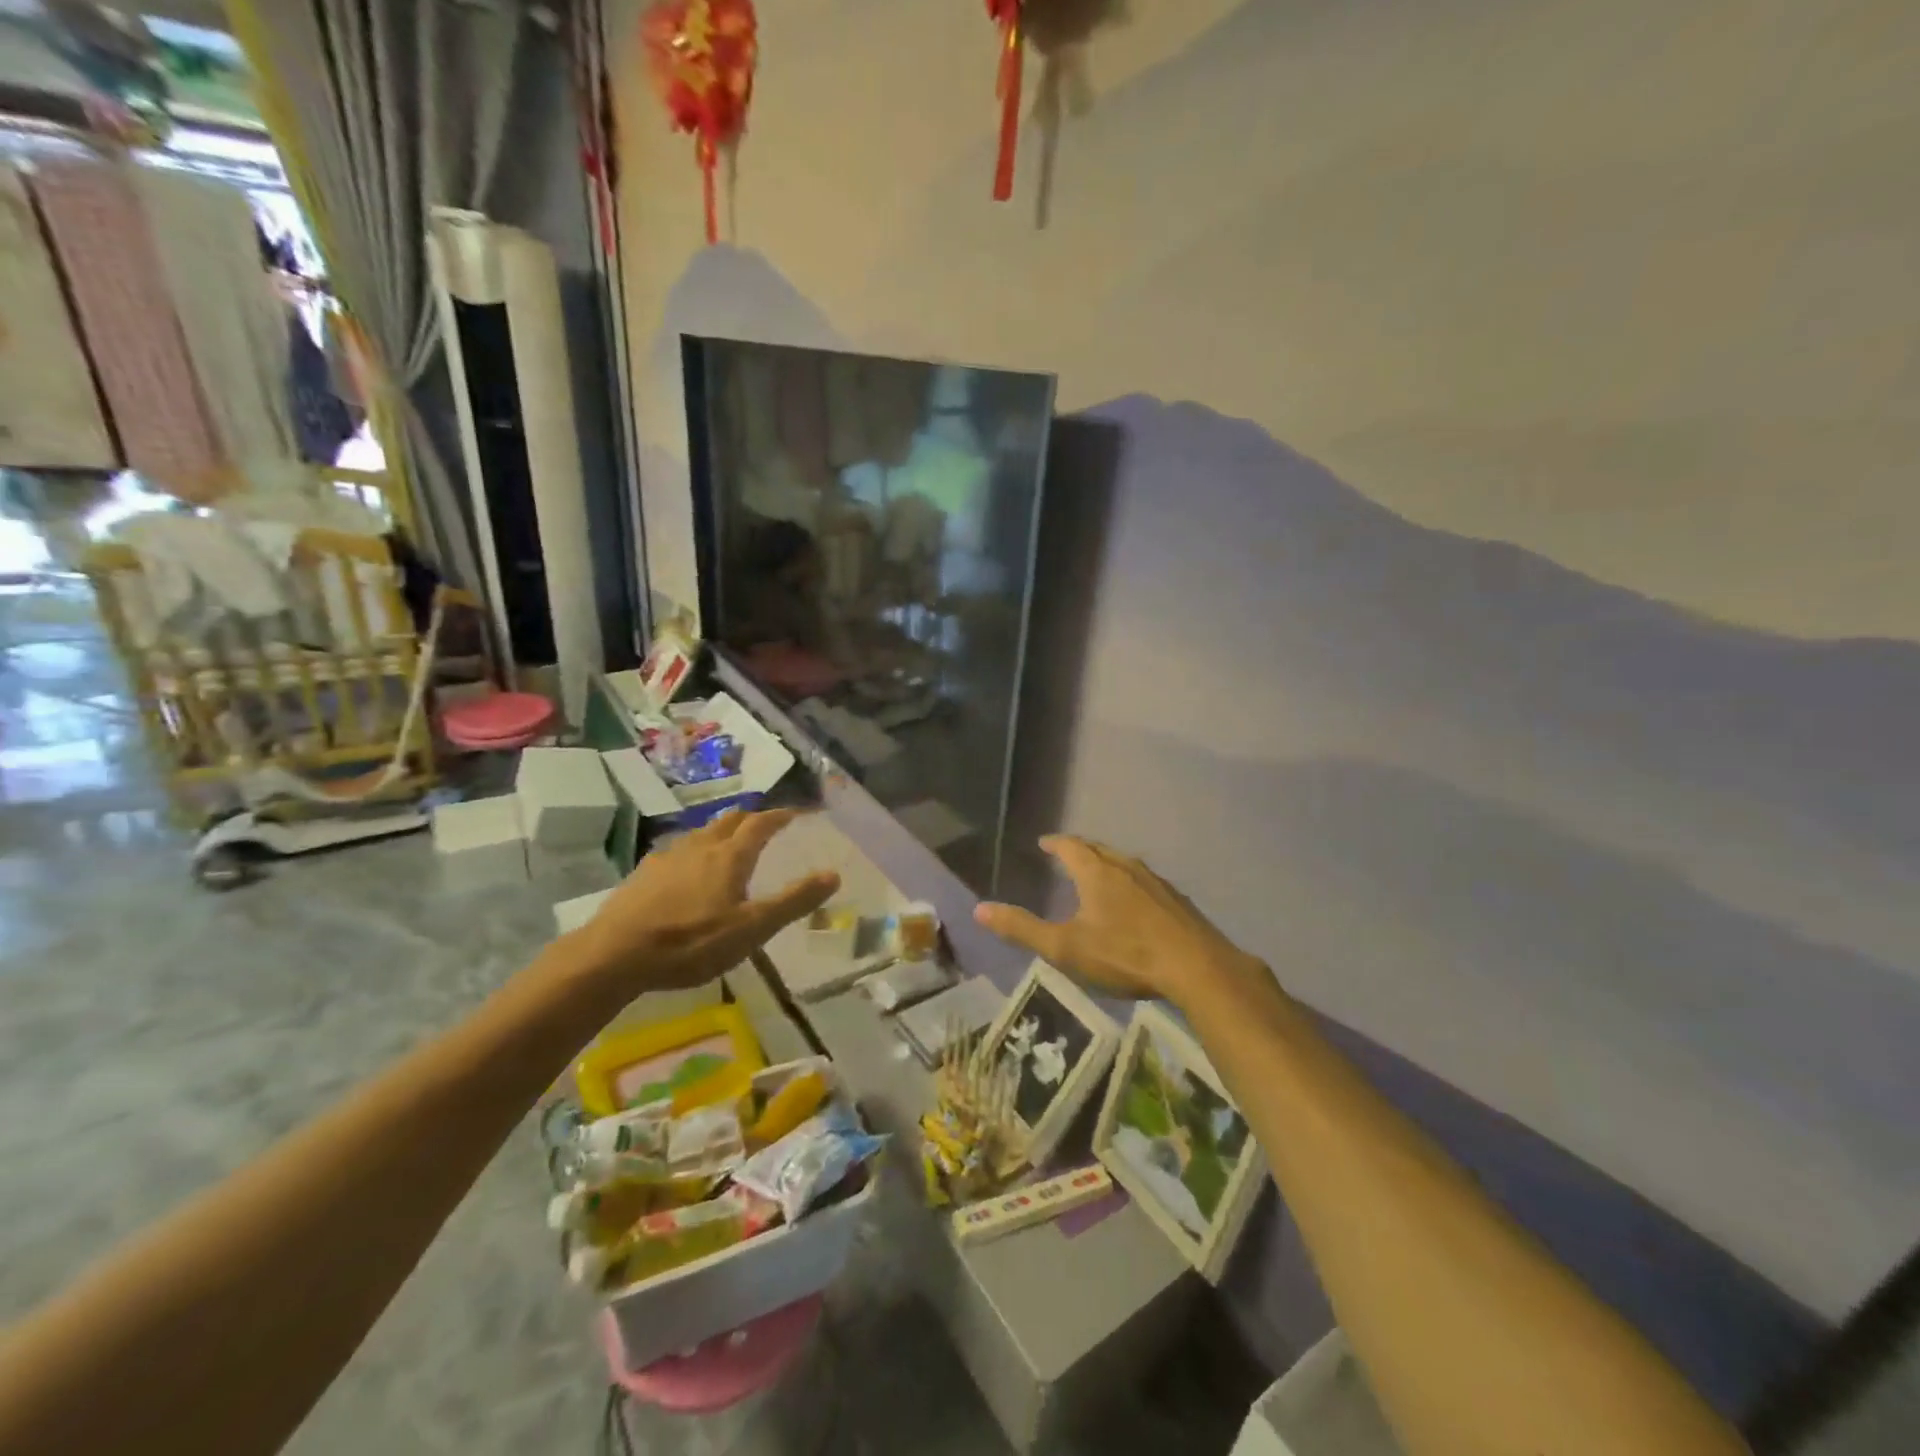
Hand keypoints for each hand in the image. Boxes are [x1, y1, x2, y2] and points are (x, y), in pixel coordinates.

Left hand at [577, 809, 838, 990]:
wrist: (615, 954)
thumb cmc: (692, 942)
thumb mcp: (753, 928)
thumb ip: (794, 901)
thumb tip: (833, 874)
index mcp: (730, 856)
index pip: (761, 823)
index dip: (780, 815)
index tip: (795, 813)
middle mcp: (700, 846)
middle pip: (729, 820)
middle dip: (750, 818)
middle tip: (765, 825)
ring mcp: (667, 858)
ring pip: (701, 834)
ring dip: (720, 832)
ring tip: (728, 845)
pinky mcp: (643, 875)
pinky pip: (676, 852)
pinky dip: (693, 852)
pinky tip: (686, 872)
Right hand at [974, 835, 1265, 1007]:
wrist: (1196, 967)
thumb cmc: (1124, 955)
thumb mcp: (1065, 947)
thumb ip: (1022, 928)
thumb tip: (980, 909)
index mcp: (1097, 873)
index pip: (1071, 847)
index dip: (1055, 843)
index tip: (1044, 842)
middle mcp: (1127, 868)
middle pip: (1100, 850)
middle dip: (1081, 849)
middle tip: (1068, 853)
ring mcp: (1156, 883)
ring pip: (1126, 864)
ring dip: (1108, 864)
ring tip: (1099, 873)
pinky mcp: (1177, 901)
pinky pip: (1146, 881)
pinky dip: (1131, 883)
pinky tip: (1136, 902)